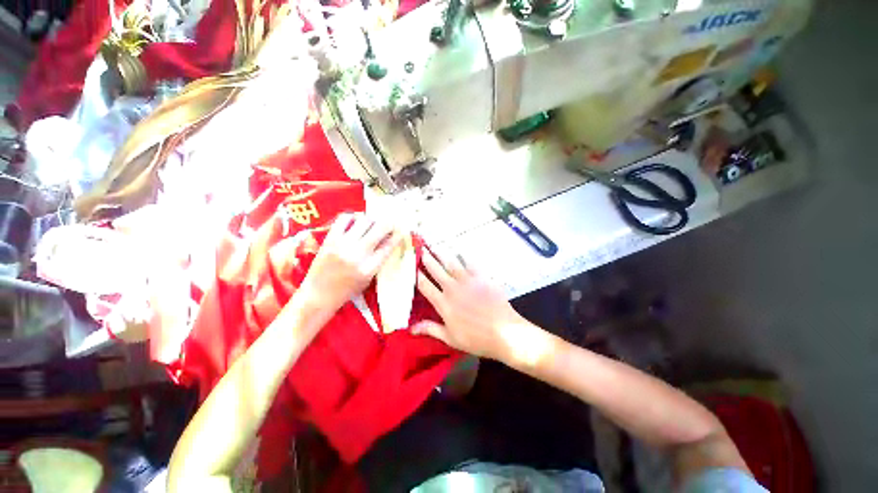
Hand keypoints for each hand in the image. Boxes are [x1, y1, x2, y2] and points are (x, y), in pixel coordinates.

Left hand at [299, 213, 402, 315]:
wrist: (318, 295)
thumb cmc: (347, 290)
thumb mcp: (368, 279)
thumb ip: (378, 261)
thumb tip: (388, 241)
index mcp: (369, 267)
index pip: (389, 246)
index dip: (398, 236)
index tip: (401, 230)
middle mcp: (358, 254)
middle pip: (380, 229)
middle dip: (389, 223)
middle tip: (390, 223)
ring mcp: (343, 245)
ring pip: (364, 221)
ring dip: (372, 220)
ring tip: (372, 222)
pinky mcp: (330, 239)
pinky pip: (344, 219)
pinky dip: (353, 217)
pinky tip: (356, 221)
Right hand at [413, 248, 527, 361]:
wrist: (504, 332)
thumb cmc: (476, 339)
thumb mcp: (451, 338)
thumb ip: (431, 329)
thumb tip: (411, 329)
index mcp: (443, 303)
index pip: (425, 286)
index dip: (417, 275)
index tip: (411, 266)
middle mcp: (453, 288)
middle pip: (436, 270)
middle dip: (427, 259)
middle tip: (421, 249)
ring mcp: (468, 281)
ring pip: (451, 263)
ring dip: (442, 253)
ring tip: (435, 245)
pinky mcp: (482, 277)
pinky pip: (470, 263)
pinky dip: (464, 255)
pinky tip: (459, 249)